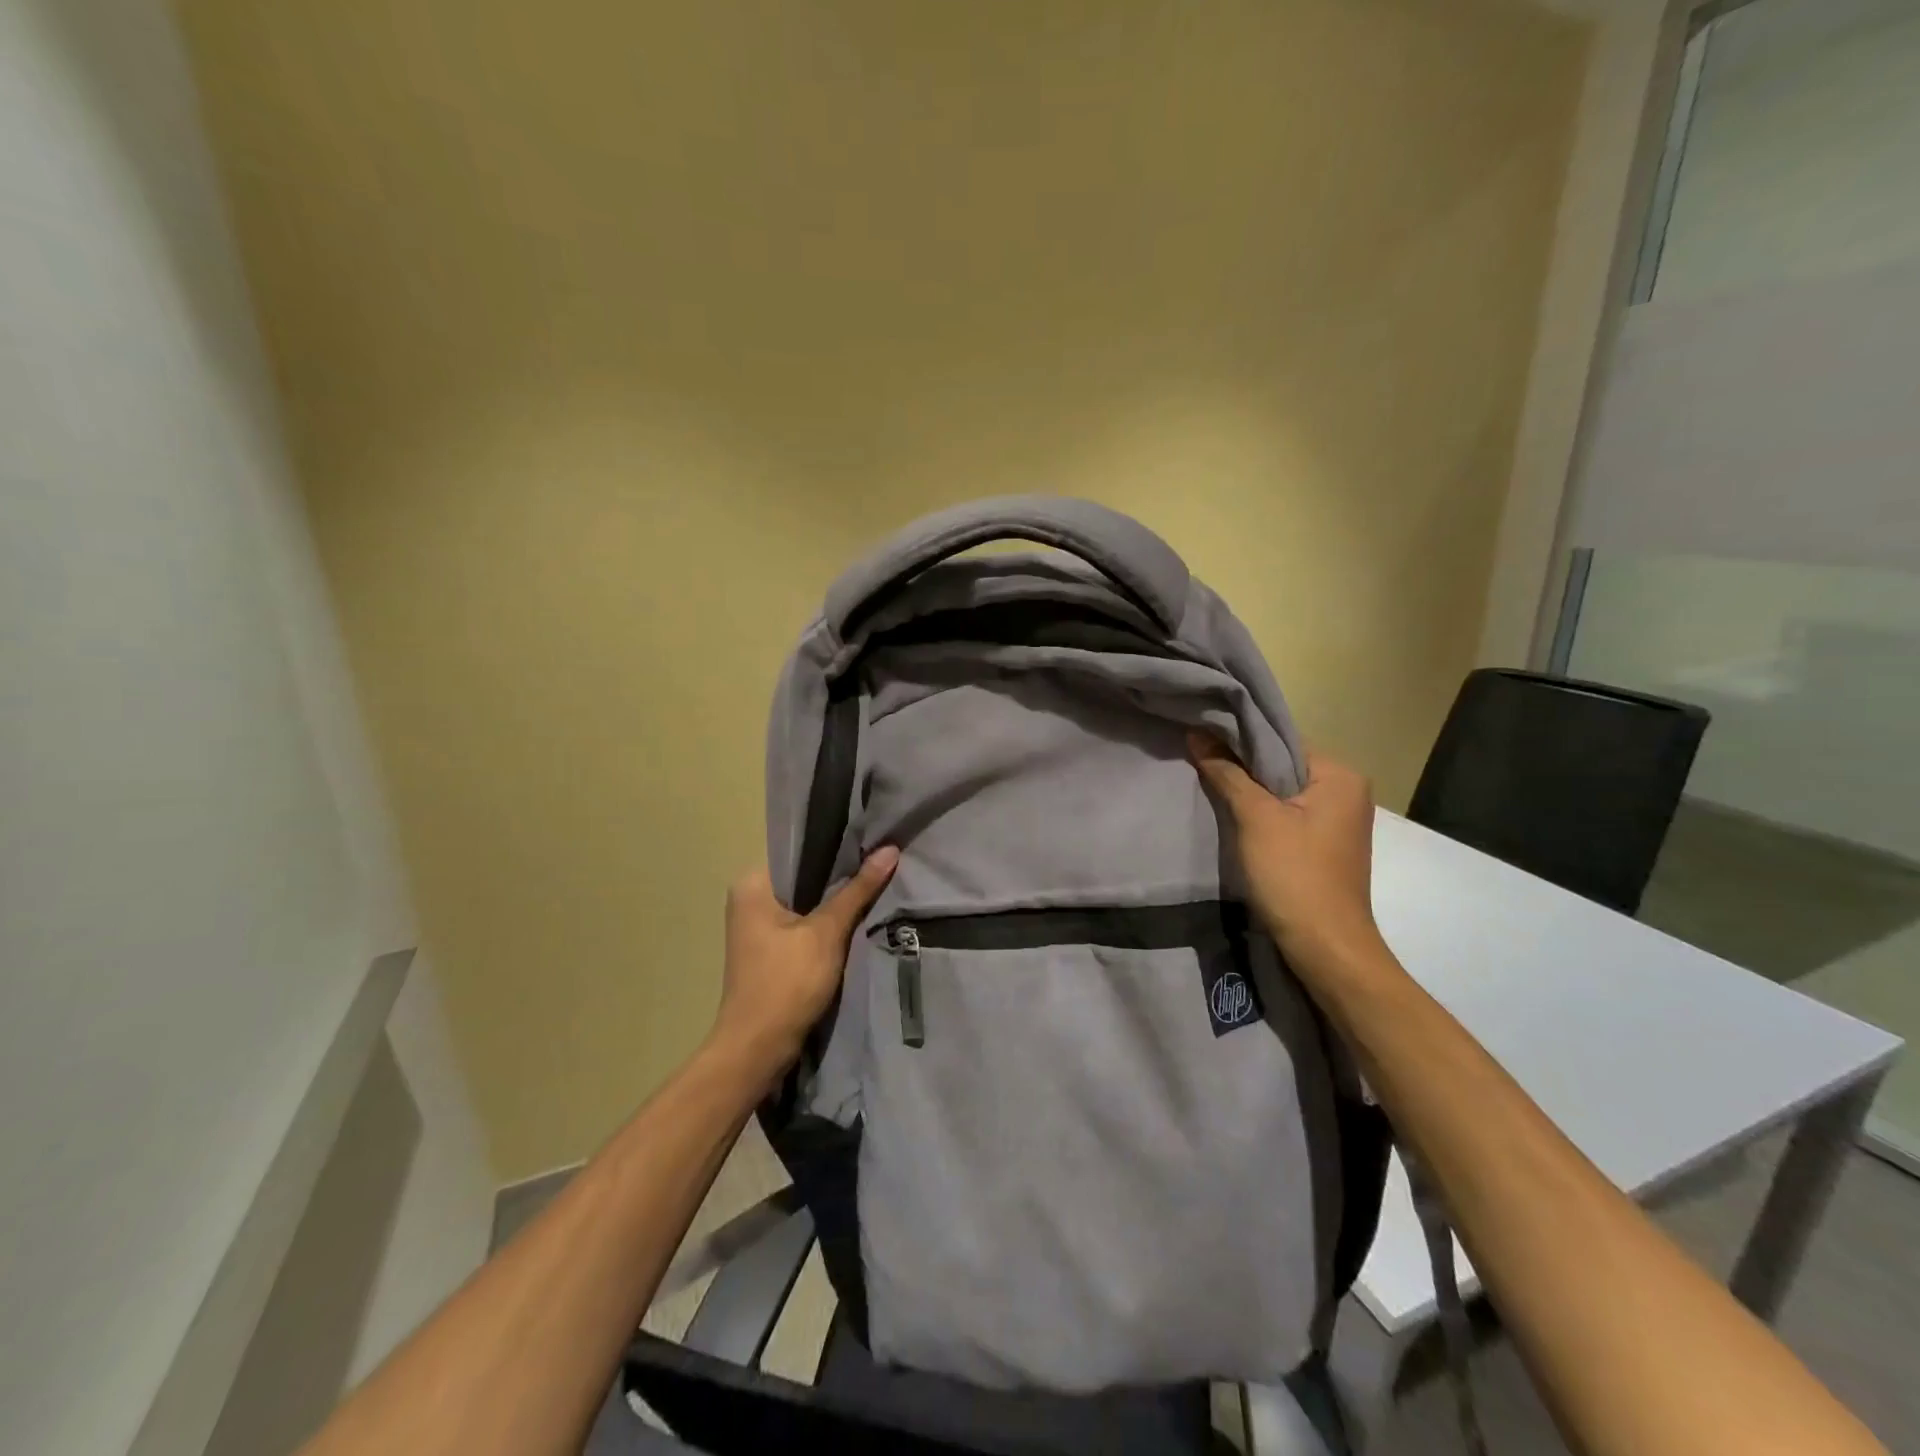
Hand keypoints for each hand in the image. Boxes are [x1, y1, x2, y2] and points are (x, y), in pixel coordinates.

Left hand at [711, 847, 899, 1073]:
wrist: (757, 1049)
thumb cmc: (786, 982)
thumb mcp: (827, 932)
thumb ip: (858, 890)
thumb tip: (890, 849)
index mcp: (752, 883)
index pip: (799, 850)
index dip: (836, 845)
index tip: (871, 840)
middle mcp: (749, 898)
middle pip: (804, 876)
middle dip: (840, 874)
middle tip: (880, 861)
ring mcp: (757, 927)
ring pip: (806, 901)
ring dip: (836, 900)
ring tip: (875, 883)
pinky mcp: (769, 950)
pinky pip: (803, 923)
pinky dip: (826, 922)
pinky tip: (856, 917)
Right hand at [1190, 733, 1382, 967]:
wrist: (1325, 946)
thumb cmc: (1294, 875)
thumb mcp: (1255, 818)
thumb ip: (1227, 773)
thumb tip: (1198, 733)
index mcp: (1340, 775)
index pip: (1281, 742)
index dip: (1239, 740)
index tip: (1202, 739)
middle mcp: (1346, 791)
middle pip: (1282, 765)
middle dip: (1242, 767)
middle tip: (1199, 762)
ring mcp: (1338, 819)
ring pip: (1282, 791)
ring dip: (1249, 791)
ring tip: (1209, 785)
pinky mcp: (1324, 844)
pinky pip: (1288, 814)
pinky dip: (1261, 813)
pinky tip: (1233, 816)